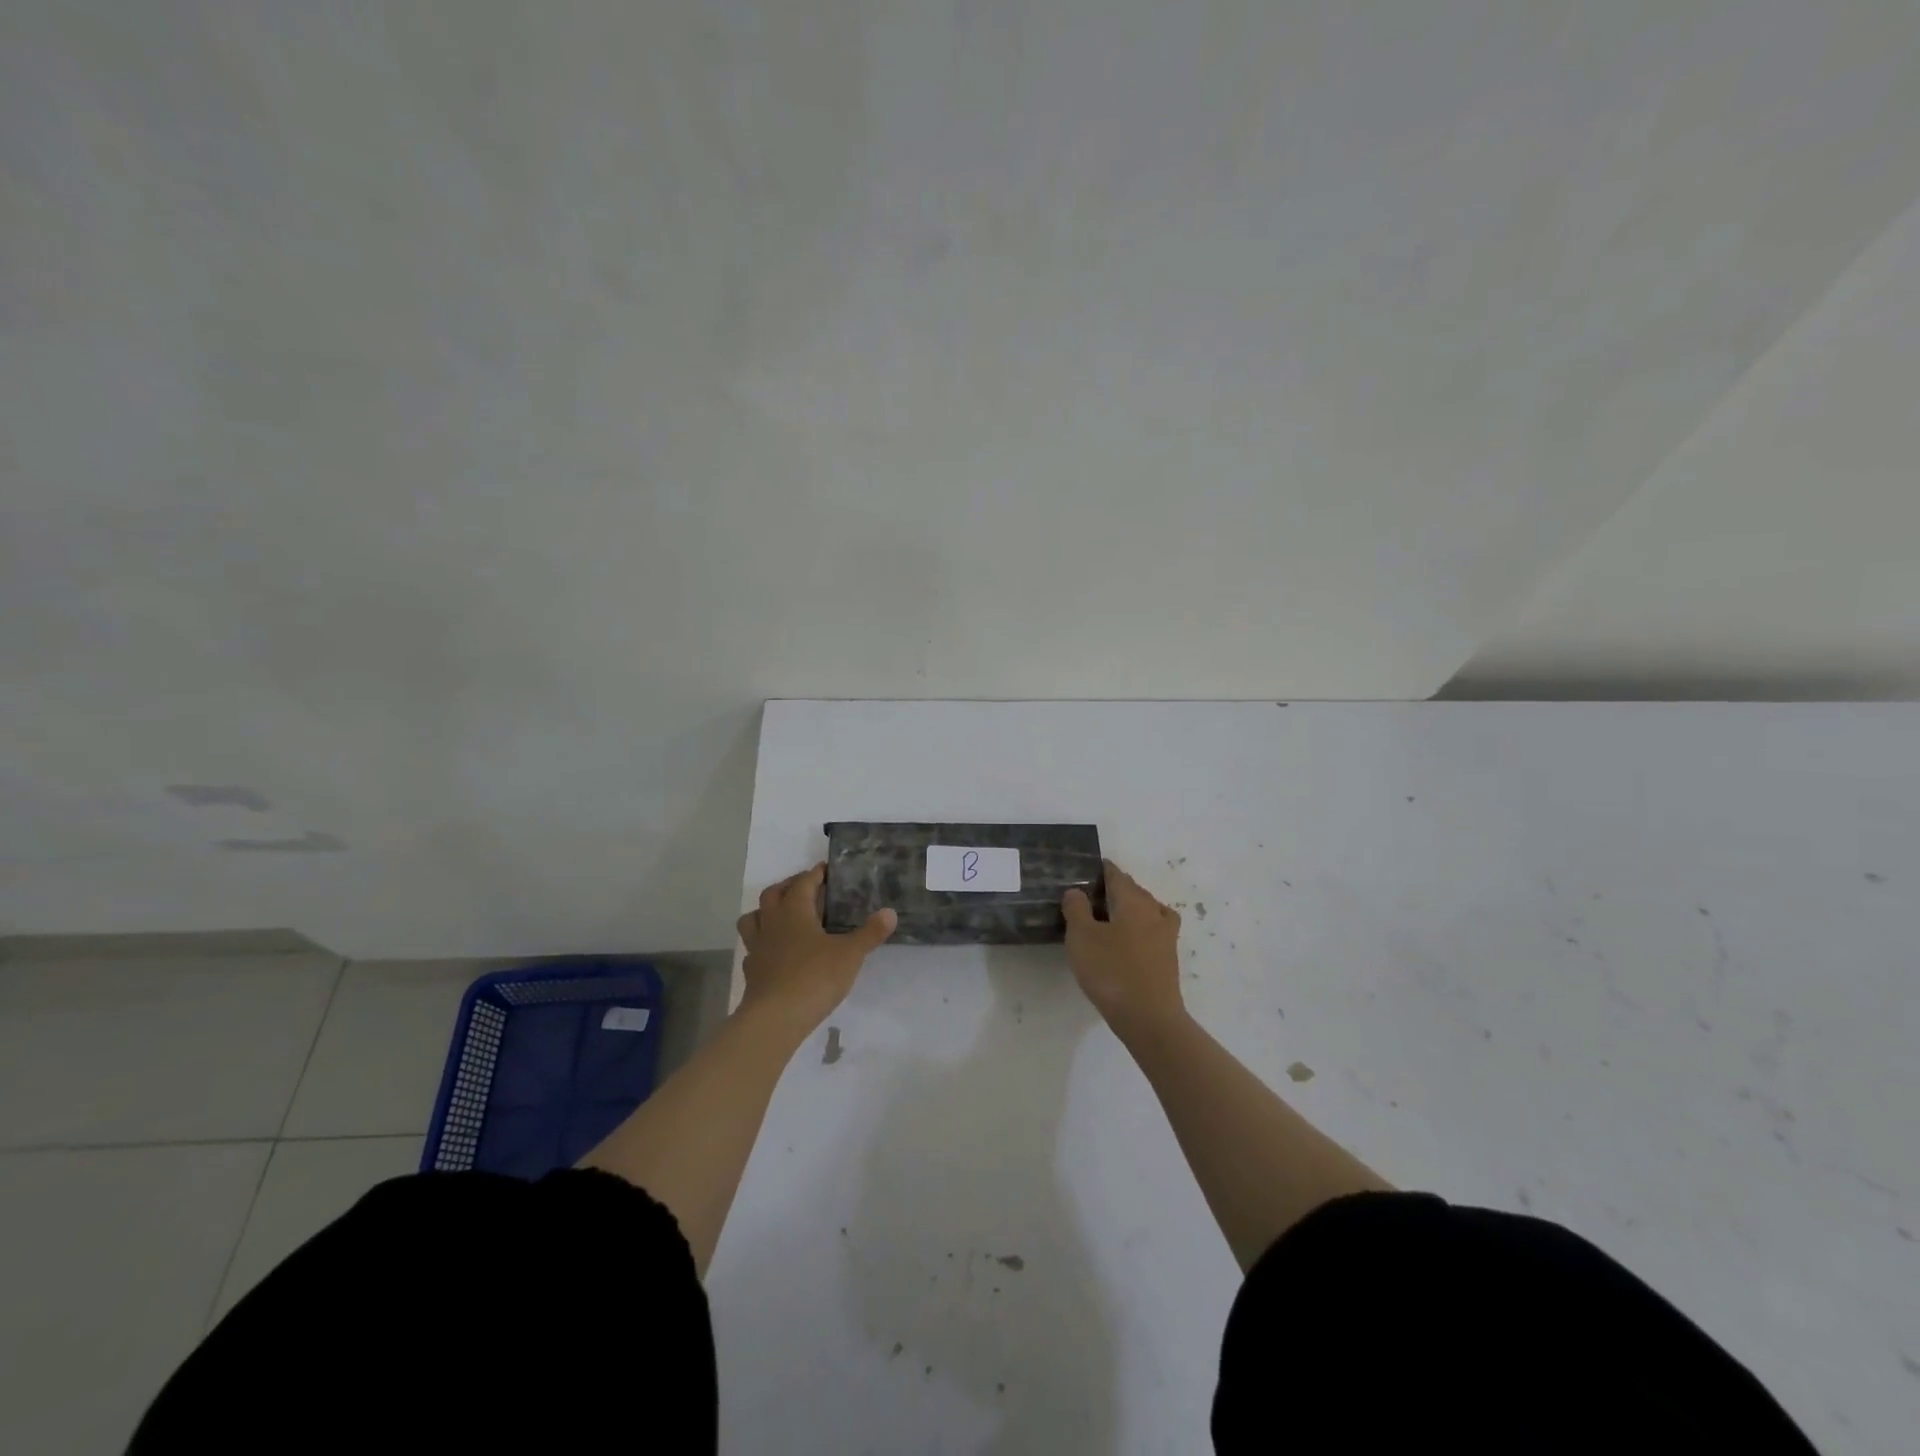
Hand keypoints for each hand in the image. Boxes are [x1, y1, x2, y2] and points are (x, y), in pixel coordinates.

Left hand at [736, 864, 895, 1032]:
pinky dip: (762, 944)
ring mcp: (757, 947)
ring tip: (782, 916)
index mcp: (794, 911)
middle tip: (806, 888)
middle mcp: (772, 923)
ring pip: (753, 918)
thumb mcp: (850, 954)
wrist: (775, 1019)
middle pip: (773, 894)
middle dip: (789, 886)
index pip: (803, 882)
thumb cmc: (814, 977)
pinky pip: (753, 948)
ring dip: (766, 911)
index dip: (815, 874)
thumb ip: (870, 932)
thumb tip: (890, 912)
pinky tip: (774, 953)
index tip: (825, 869)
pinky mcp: (752, 971)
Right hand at [1062, 859, 1184, 1036]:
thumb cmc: (1112, 971)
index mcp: (1134, 901)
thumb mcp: (1082, 937)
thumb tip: (1076, 890)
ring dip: (1129, 909)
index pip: (1117, 876)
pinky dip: (1140, 929)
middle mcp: (1154, 912)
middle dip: (1115, 889)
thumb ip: (1076, 909)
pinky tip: (1127, 942)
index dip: (1102, 870)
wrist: (1149, 1019)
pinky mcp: (1168, 959)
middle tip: (1090, 895)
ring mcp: (1166, 937)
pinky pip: (1152, 932)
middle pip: (1134, 891)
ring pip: (1147, 911)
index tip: (1087, 869)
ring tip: (1108, 918)